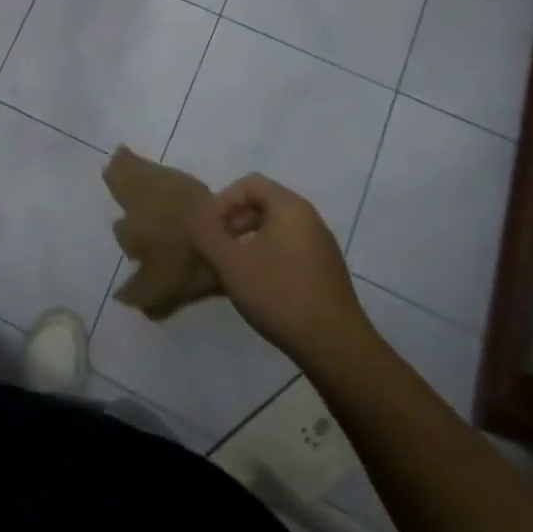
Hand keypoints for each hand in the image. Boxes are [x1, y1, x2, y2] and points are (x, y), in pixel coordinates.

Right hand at [189, 177, 372, 362]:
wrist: (336, 348)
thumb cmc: (279, 294)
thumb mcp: (230, 262)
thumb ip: (206, 234)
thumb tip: (196, 219)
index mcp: (290, 208)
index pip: (249, 183)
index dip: (222, 200)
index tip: (208, 228)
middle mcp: (310, 220)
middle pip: (263, 204)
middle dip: (233, 220)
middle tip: (216, 246)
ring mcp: (321, 248)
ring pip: (275, 229)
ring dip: (247, 241)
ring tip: (231, 268)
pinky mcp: (326, 273)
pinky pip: (289, 250)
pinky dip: (266, 257)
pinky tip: (255, 286)